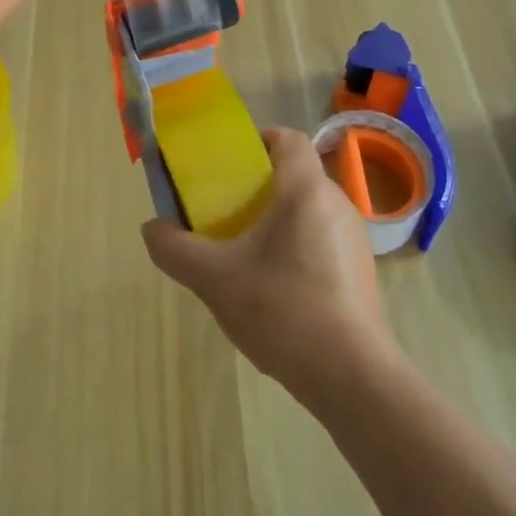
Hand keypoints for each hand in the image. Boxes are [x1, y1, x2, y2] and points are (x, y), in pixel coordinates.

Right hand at [142, 128, 395, 401]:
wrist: (351, 377)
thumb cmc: (282, 310)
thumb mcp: (214, 279)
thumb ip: (175, 249)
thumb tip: (153, 229)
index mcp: (304, 191)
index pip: (288, 139)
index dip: (259, 141)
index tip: (231, 165)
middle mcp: (337, 203)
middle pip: (296, 175)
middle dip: (260, 187)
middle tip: (227, 213)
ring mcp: (355, 239)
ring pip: (310, 210)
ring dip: (279, 220)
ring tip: (248, 254)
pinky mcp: (363, 271)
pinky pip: (323, 240)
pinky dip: (299, 248)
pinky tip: (278, 288)